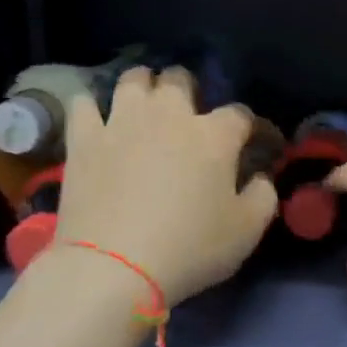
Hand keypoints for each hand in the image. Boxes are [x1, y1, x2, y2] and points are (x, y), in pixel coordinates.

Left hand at [51, 66, 277, 305]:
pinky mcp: (83, 139)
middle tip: (191, 113)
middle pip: (180, 79)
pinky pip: (83, 104)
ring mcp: (121, 122)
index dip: (255, 127)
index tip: (261, 143)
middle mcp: (168, 115)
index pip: (241, 115)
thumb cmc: (190, 249)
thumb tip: (261, 177)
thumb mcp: (247, 231)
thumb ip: (263, 196)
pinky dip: (92, 107)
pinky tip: (97, 120)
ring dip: (144, 85)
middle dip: (190, 89)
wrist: (113, 266)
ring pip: (133, 79)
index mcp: (214, 136)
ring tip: (145, 103)